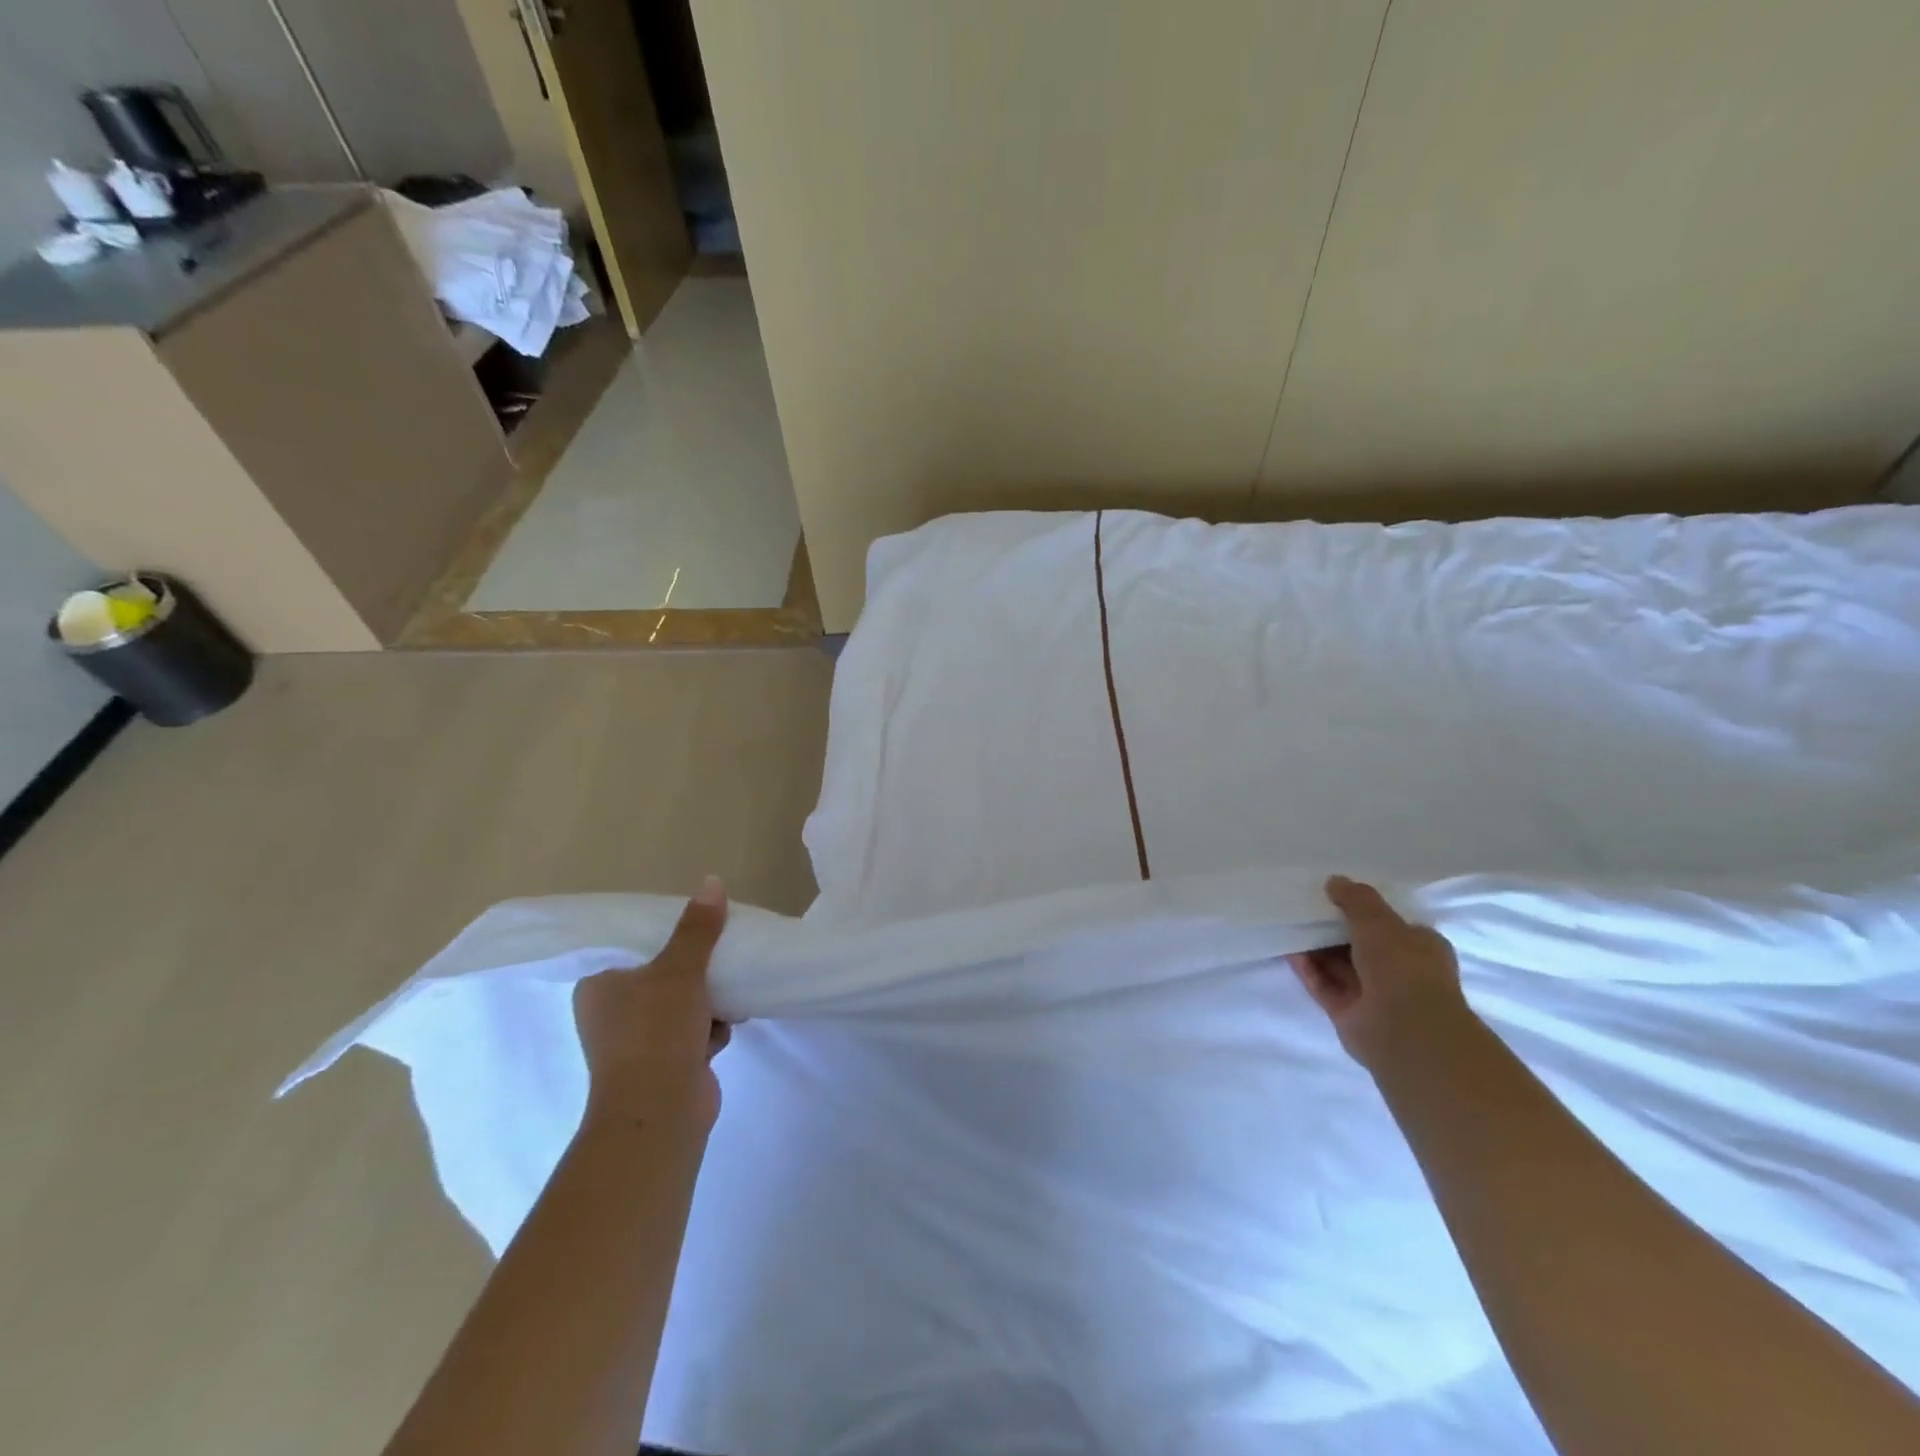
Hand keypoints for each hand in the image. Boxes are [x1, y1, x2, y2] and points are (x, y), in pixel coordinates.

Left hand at [574, 876, 732, 1134]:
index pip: (632, 946)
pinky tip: (723, 1030)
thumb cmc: (656, 1032)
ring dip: (708, 1001)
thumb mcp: (679, 970)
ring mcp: (637, 1042)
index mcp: (599, 985)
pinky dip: (710, 1029)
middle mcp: (612, 1012)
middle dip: (696, 971)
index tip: (697, 929)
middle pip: (663, 974)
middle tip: (720, 958)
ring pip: (683, 1003)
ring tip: (726, 999)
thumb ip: (698, 928)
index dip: (666, 935)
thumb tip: (712, 882)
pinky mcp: (663, 1064)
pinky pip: (693, 1031)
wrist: (661, 1112)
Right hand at [1286, 875, 1472, 1070]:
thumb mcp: (1379, 920)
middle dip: (1333, 927)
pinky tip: (1288, 950)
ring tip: (1289, 923)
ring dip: (1316, 947)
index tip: (1335, 895)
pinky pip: (1323, 984)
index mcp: (1420, 947)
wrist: (1405, 1030)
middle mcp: (1399, 971)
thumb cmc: (1403, 966)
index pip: (1392, 924)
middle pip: (1360, 944)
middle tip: (1305, 906)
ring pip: (1338, 964)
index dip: (1365, 910)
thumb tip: (1334, 881)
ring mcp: (1372, 994)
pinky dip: (1307, 969)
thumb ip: (1356, 898)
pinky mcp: (1348, 1012)